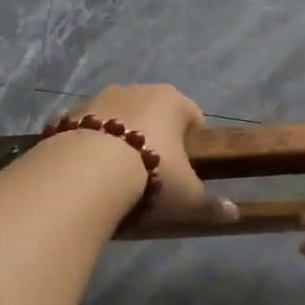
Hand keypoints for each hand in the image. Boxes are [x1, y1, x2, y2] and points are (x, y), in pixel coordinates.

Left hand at [73, 84, 238, 227]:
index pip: (193, 116)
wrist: (86, 172)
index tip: (187, 169)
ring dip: (121, 139)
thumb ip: (210, 204)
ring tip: (118, 176)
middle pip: (154, 113)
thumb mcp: (187, 196)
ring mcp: (100, 98)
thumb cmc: (151, 176)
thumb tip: (235, 214)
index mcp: (173, 101)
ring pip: (118, 118)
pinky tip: (89, 173)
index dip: (193, 143)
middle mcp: (137, 90)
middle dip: (156, 138)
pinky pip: (88, 131)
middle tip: (154, 174)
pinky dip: (91, 146)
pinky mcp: (70, 113)